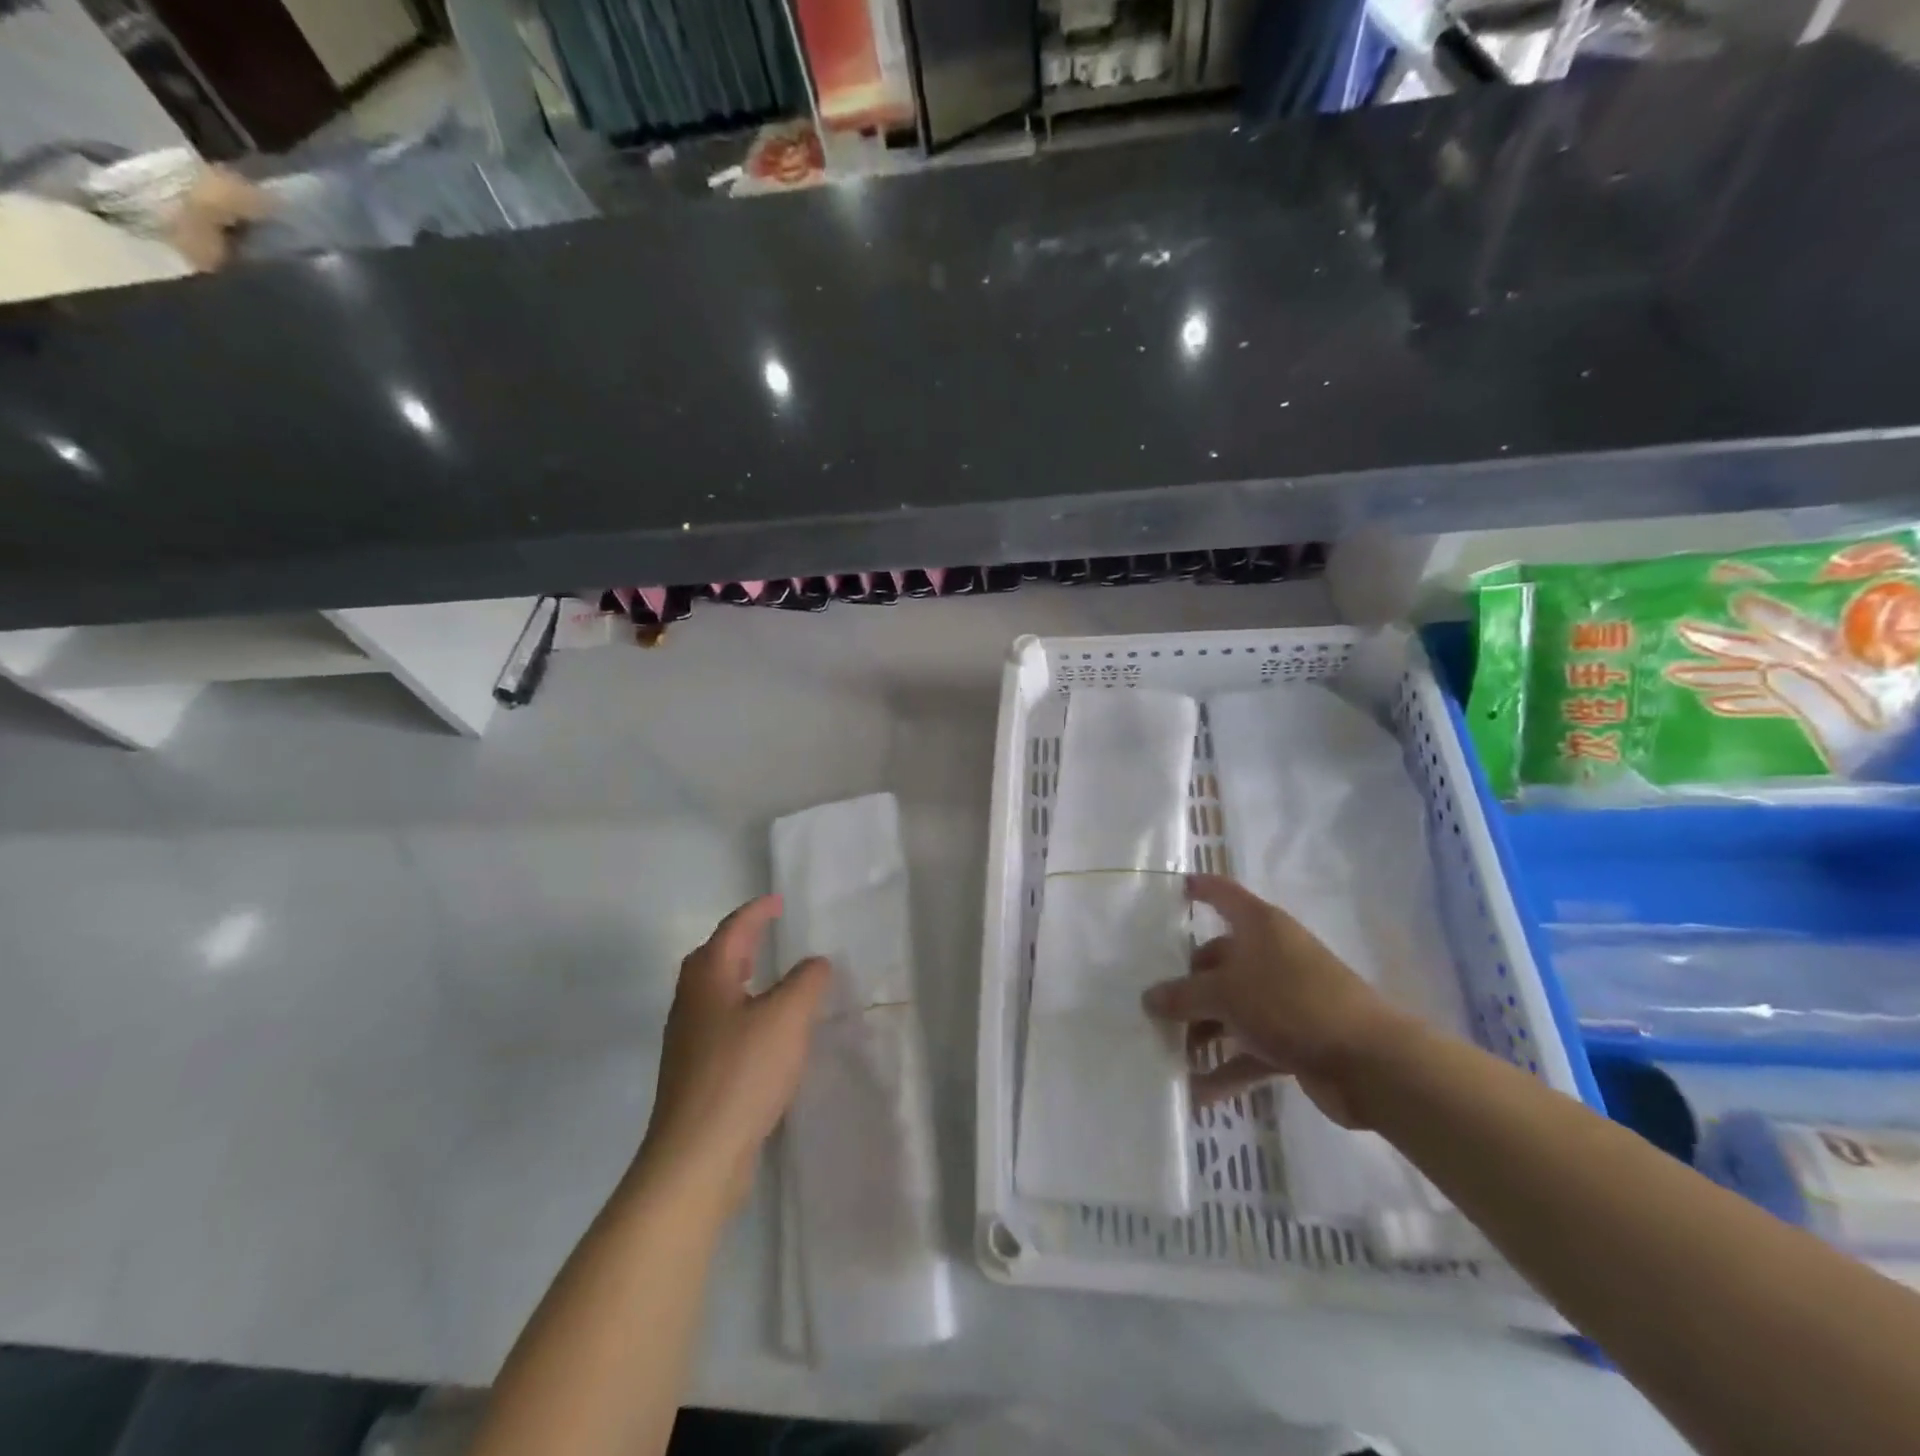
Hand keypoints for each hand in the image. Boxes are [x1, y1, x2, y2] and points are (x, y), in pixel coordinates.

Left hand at [636, 895, 830, 1212]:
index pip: (733, 930)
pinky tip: (764, 1032)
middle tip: (768, 934)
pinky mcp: (694, 1073)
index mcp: (708, 978)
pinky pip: (720, 1023)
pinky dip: (742, 1010)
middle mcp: (691, 1002)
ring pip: (714, 992)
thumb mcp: (787, 1017)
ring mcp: (688, 1040)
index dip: (757, 912)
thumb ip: (806, 981)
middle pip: (712, 958)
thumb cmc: (742, 1073)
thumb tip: (814, 963)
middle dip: (739, 941)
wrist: (696, 1155)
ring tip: (769, 978)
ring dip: (740, 977)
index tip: (778, 901)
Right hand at [1142, 874, 1410, 1127]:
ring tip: (1168, 1053)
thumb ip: (1183, 996)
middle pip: (1219, 961)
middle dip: (1187, 985)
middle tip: (1152, 1005)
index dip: (1201, 888)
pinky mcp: (1296, 1039)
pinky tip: (1198, 1094)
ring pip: (1232, 1008)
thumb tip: (1148, 998)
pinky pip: (1250, 1049)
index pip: (1224, 895)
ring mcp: (1285, 999)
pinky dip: (1227, 1069)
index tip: (1176, 888)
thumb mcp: (1226, 994)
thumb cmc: (1291, 1004)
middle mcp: (1272, 956)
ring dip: (1203, 1032)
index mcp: (1260, 927)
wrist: (1370, 1062)